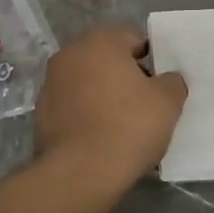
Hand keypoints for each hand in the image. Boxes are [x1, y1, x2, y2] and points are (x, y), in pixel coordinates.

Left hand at [34, 26, 187, 186]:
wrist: (80, 173)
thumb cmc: (128, 127)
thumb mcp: (168, 101)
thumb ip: (172, 81)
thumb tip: (166, 80)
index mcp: (100, 41)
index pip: (134, 39)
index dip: (152, 61)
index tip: (160, 86)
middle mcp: (69, 54)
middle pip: (107, 59)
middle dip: (126, 77)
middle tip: (145, 105)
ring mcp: (50, 83)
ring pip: (89, 82)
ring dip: (105, 95)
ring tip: (123, 125)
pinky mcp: (41, 112)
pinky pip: (74, 106)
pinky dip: (87, 114)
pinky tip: (101, 138)